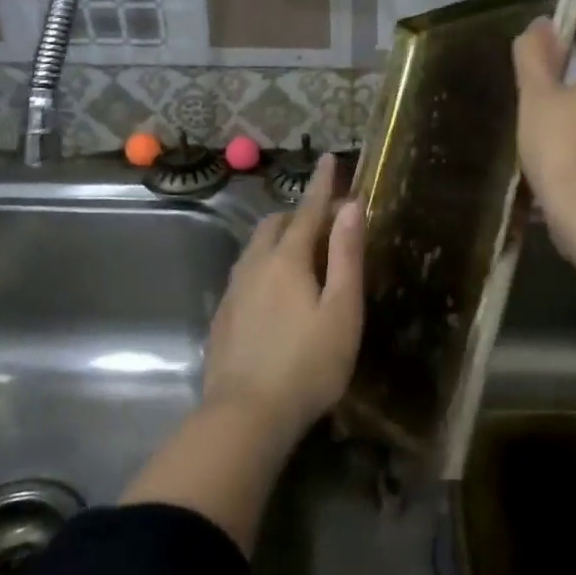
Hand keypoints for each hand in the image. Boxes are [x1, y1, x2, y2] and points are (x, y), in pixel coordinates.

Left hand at [202, 154, 364, 445]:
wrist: (244, 416)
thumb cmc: (307, 365)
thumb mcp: (342, 311)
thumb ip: (347, 256)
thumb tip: (351, 206)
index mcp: (287, 259)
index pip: (308, 210)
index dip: (322, 184)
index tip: (330, 158)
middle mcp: (254, 265)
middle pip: (275, 225)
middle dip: (299, 214)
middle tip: (324, 223)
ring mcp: (234, 291)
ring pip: (256, 249)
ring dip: (279, 240)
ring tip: (301, 256)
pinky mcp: (224, 317)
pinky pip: (246, 274)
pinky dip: (264, 266)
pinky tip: (274, 294)